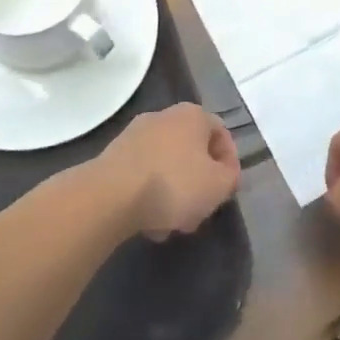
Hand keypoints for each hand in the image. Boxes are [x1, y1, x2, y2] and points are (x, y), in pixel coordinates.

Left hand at [93, 104, 241, 239]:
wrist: (109, 197)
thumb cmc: (174, 184)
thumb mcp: (219, 185)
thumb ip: (230, 177)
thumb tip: (223, 174)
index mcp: (193, 115)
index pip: (221, 134)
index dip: (229, 164)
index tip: (227, 190)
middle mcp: (163, 116)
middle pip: (191, 152)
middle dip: (198, 183)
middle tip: (200, 210)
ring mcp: (134, 135)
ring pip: (166, 166)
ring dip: (173, 193)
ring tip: (171, 225)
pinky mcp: (111, 156)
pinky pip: (141, 175)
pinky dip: (148, 195)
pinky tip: (147, 222)